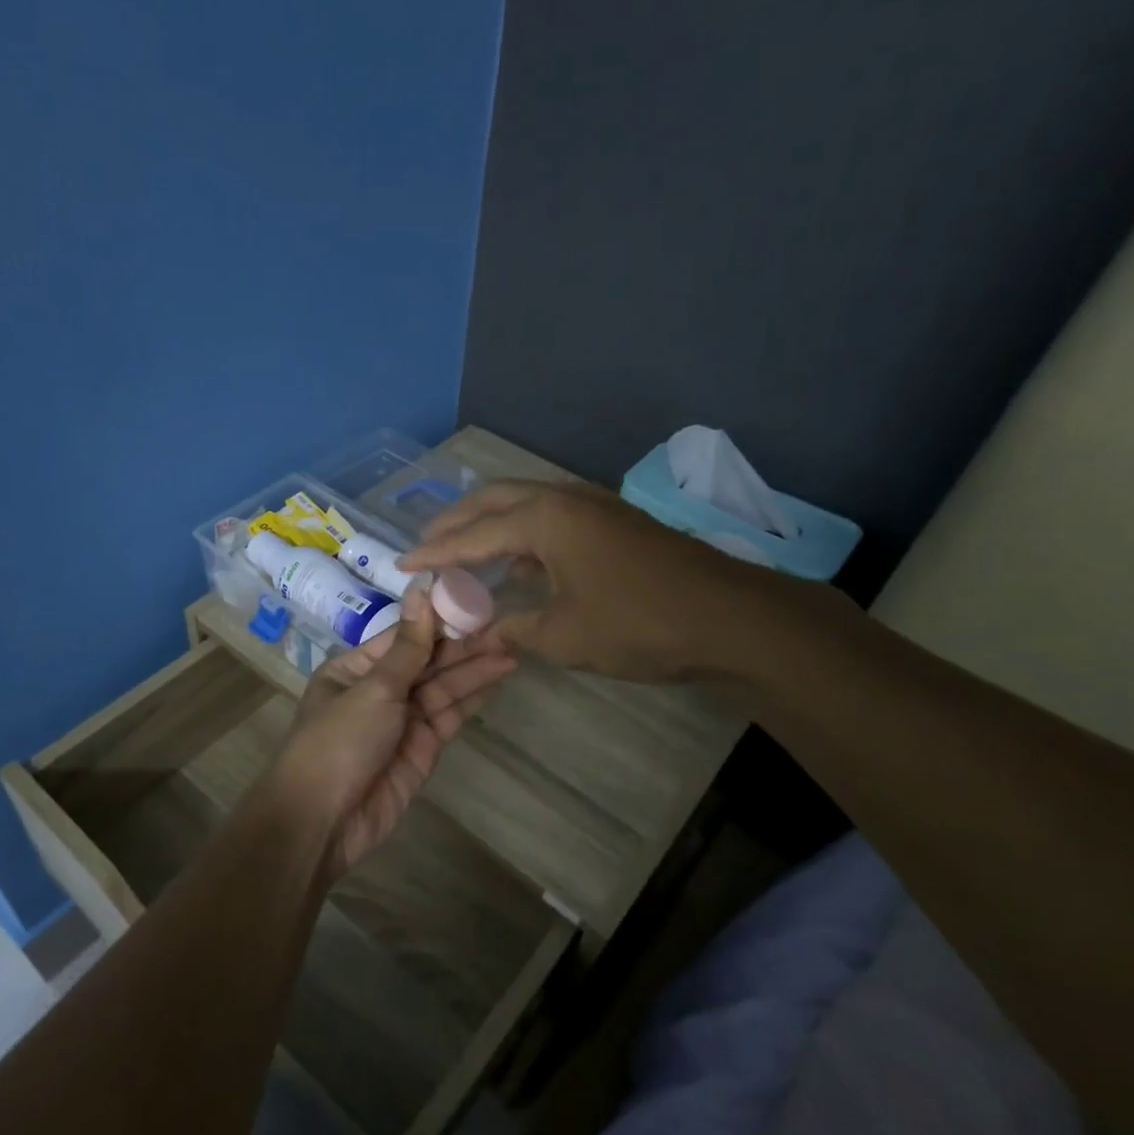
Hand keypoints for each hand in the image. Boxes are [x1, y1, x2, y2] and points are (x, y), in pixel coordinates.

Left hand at [266, 589, 517, 876]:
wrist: (324, 821)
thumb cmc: (338, 742)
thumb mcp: (373, 688)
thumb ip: (409, 646)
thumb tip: (421, 588)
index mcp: (356, 668)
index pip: (405, 636)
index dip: (440, 619)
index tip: (475, 600)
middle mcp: (380, 690)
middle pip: (428, 661)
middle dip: (465, 645)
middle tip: (507, 627)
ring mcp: (403, 720)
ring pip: (444, 687)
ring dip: (476, 669)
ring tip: (514, 647)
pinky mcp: (423, 748)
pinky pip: (451, 715)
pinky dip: (474, 697)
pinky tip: (499, 677)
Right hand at [401, 480, 824, 683]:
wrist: (730, 619)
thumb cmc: (638, 624)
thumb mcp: (563, 635)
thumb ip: (513, 630)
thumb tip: (479, 635)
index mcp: (545, 519)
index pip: (473, 534)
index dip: (435, 551)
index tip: (403, 564)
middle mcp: (564, 499)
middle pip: (494, 500)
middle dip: (456, 522)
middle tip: (427, 546)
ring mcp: (594, 505)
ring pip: (525, 504)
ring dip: (490, 524)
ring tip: (463, 551)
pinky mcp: (614, 522)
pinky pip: (551, 517)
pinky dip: (523, 534)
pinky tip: (518, 564)